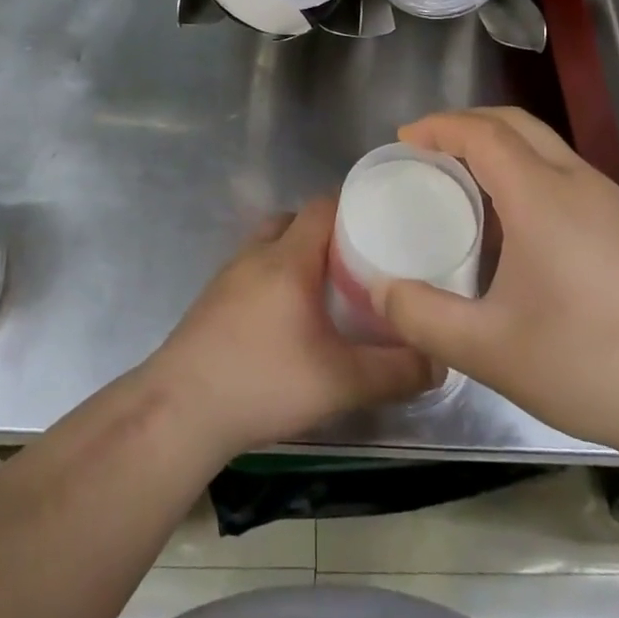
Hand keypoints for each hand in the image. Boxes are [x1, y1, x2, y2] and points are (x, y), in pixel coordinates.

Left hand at [146, 198, 433, 461]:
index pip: (323, 206)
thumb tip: (438, 360)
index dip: (354, 206)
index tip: (384, 224)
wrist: (179, 411)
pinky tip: (287, 319)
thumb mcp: (340, 382)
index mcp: (288, 258)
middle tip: (360, 262)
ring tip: (327, 290)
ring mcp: (228, 275)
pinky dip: (274, 278)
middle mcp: (256, 254)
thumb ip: (394, 371)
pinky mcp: (212, 300)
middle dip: (328, 233)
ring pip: (270, 244)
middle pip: (295, 221)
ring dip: (297, 255)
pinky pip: (252, 270)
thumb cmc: (262, 382)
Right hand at [377, 107, 618, 453]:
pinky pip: (559, 168)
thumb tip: (378, 288)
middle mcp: (575, 182)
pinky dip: (521, 165)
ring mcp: (605, 200)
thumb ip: (422, 316)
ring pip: (541, 143)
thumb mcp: (488, 349)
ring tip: (459, 175)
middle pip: (514, 123)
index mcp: (541, 196)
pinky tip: (508, 214)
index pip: (483, 133)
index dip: (439, 126)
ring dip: (495, 142)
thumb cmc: (587, 363)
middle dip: (465, 123)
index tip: (404, 140)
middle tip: (426, 149)